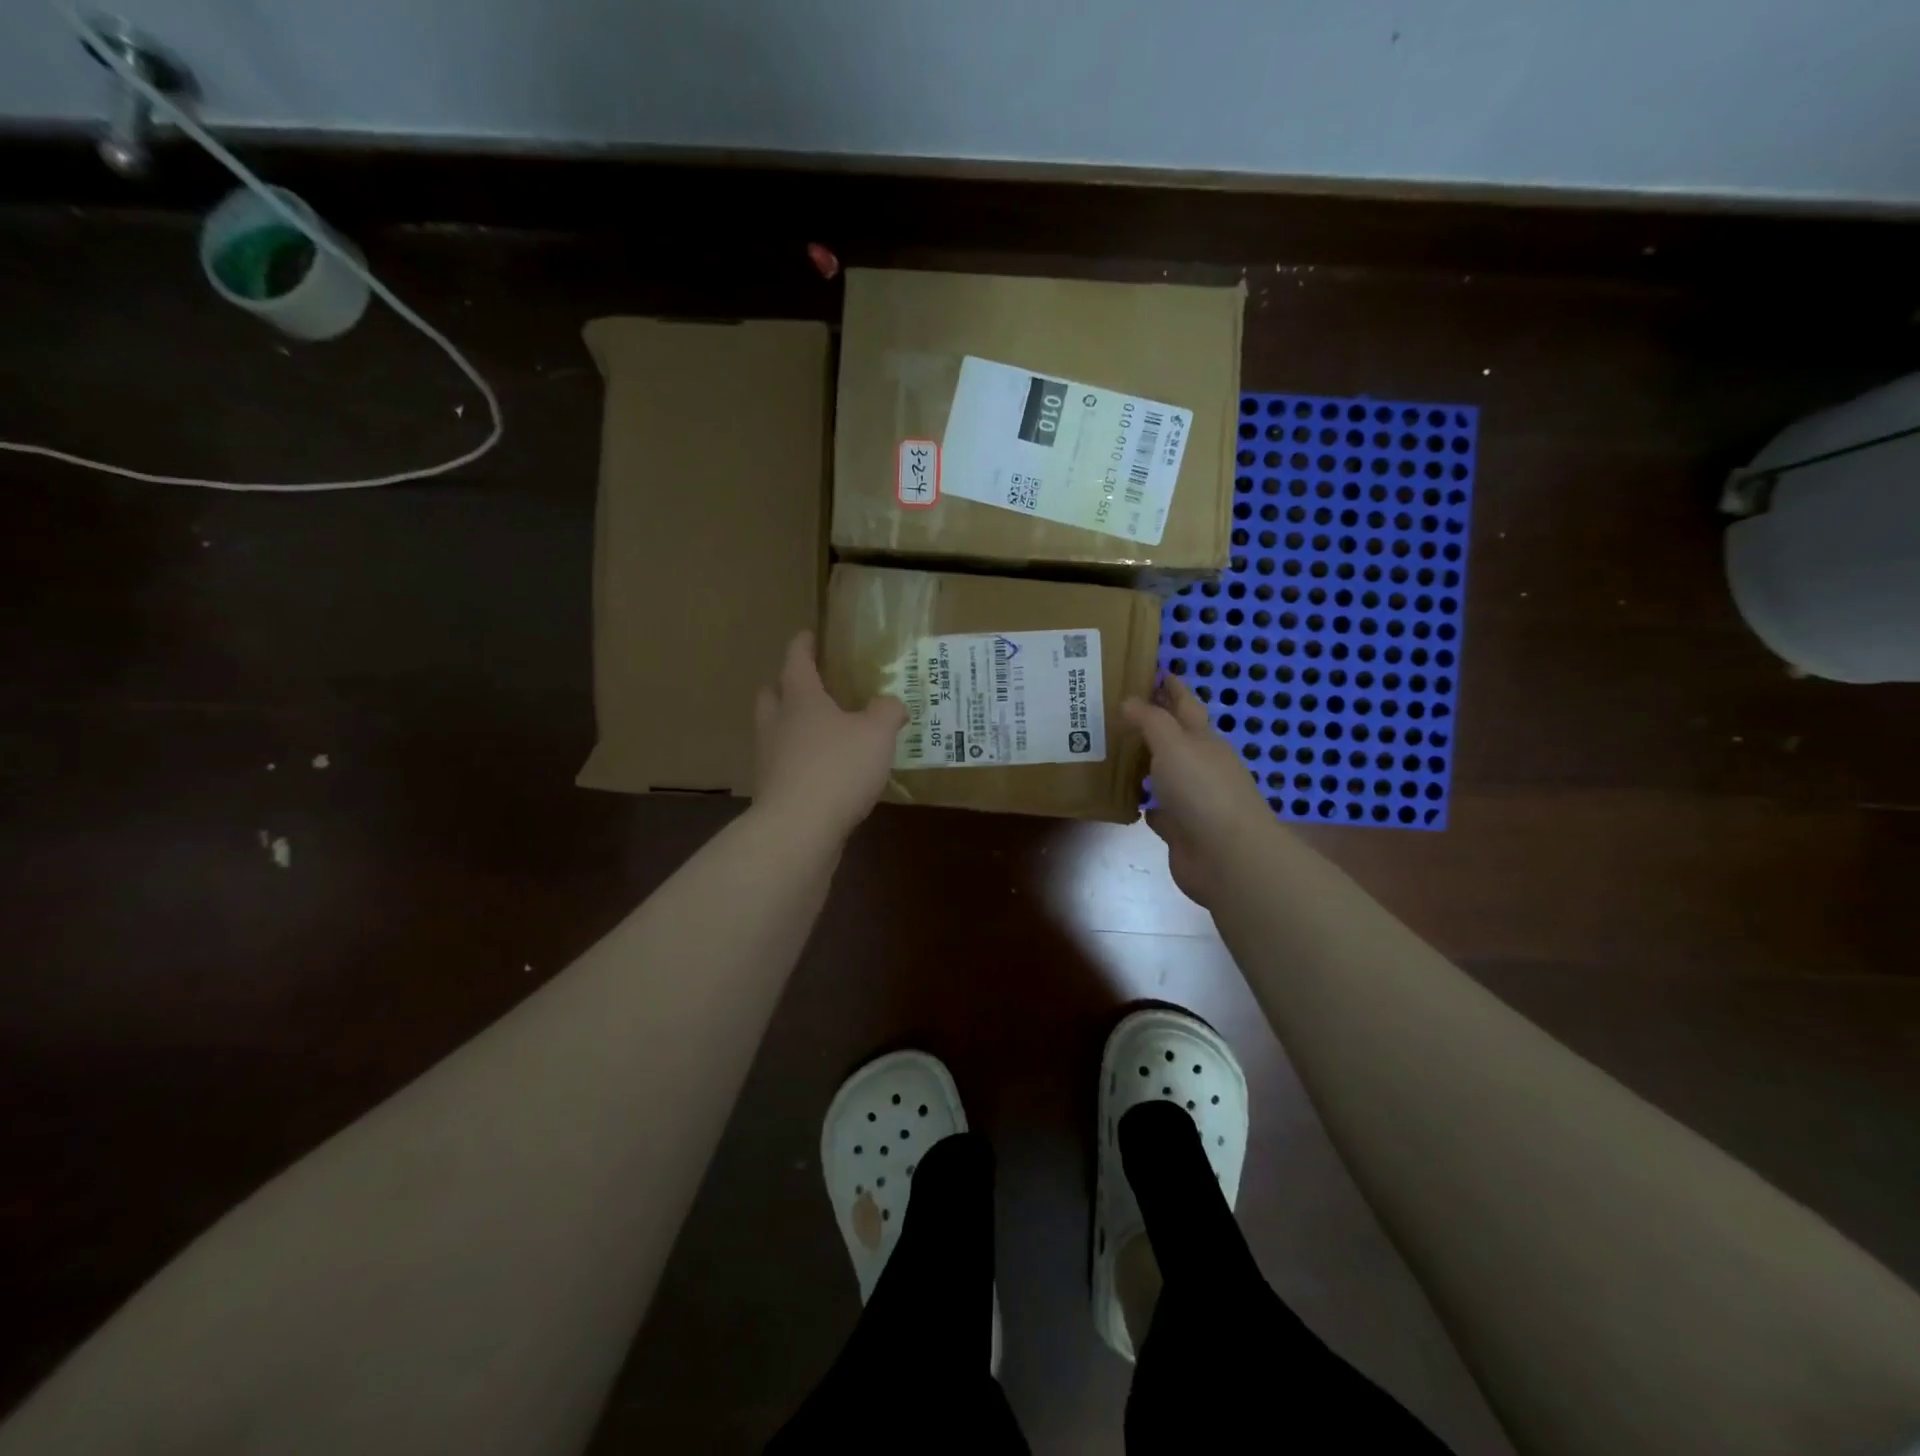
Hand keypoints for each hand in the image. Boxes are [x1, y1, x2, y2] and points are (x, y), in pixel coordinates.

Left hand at [753, 631, 906, 842]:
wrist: (799, 830)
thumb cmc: (837, 768)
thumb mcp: (877, 734)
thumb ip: (887, 712)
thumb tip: (892, 704)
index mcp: (801, 700)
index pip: (796, 662)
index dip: (803, 646)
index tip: (808, 635)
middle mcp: (778, 724)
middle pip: (772, 695)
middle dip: (786, 686)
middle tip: (810, 686)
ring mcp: (770, 760)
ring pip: (775, 732)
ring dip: (792, 726)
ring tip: (823, 732)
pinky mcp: (774, 792)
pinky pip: (785, 765)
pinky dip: (800, 761)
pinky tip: (824, 772)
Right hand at [1123, 676, 1275, 907]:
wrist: (1228, 856)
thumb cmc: (1202, 790)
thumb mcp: (1174, 745)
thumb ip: (1151, 721)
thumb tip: (1130, 700)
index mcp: (1204, 740)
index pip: (1187, 705)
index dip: (1173, 688)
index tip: (1157, 671)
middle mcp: (1200, 766)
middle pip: (1176, 739)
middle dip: (1154, 724)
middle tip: (1121, 711)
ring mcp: (1192, 800)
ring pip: (1164, 774)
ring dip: (1146, 764)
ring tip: (1115, 751)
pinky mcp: (1181, 830)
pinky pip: (1157, 810)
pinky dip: (1145, 803)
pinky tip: (1126, 799)